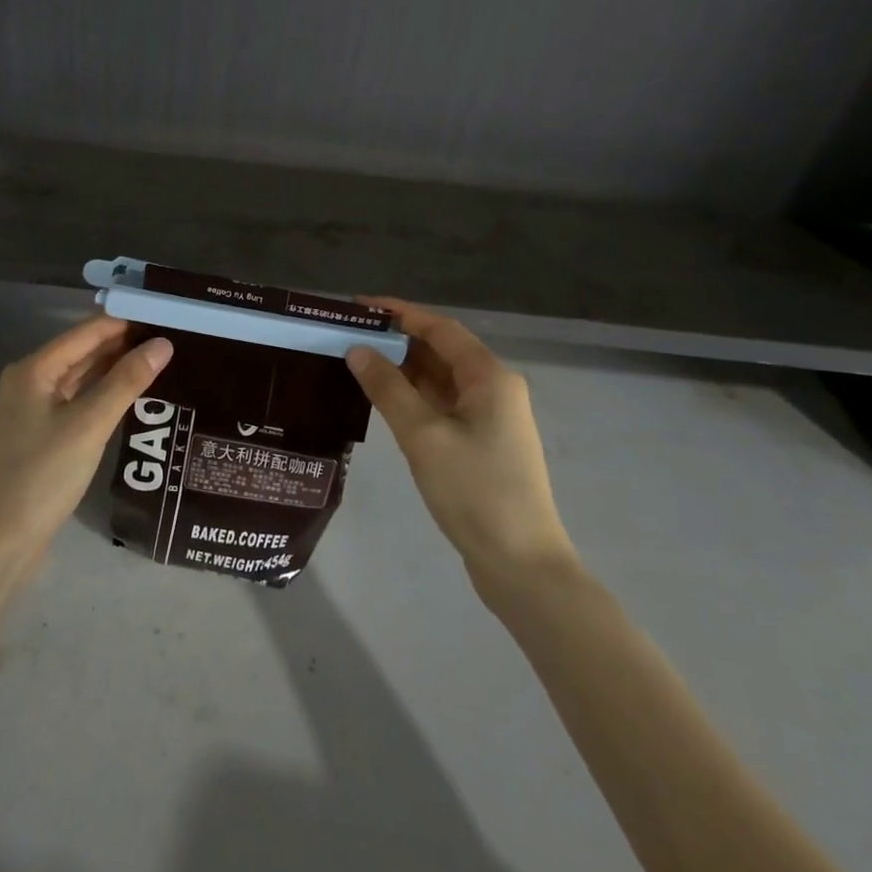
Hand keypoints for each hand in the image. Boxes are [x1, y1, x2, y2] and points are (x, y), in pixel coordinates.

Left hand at [0, 315, 173, 564]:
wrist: (2, 541)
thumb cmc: (44, 475)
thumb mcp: (90, 424)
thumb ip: (127, 381)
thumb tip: (163, 343)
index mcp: (33, 369)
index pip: (86, 332)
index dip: (124, 321)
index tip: (163, 313)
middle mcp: (30, 381)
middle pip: (82, 351)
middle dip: (122, 343)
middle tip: (169, 336)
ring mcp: (33, 409)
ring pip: (80, 377)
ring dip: (114, 368)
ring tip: (159, 359)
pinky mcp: (41, 434)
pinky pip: (77, 400)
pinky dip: (102, 393)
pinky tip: (131, 394)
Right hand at [347, 299, 574, 586]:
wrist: (521, 565)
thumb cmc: (474, 491)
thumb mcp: (423, 436)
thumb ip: (388, 389)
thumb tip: (357, 350)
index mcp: (489, 377)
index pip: (440, 328)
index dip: (400, 312)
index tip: (360, 306)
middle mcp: (494, 389)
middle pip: (441, 351)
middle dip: (398, 340)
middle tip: (350, 336)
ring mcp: (490, 418)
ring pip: (441, 380)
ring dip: (404, 370)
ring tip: (357, 362)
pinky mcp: (482, 444)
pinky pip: (443, 405)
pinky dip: (414, 397)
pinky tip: (383, 400)